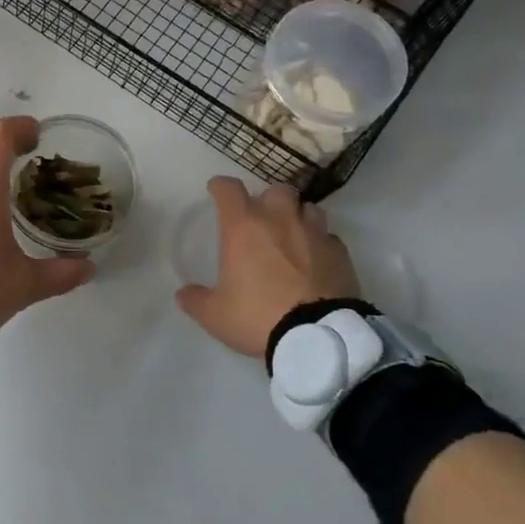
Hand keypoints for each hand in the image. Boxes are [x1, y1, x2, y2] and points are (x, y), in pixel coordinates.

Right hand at [175, 176, 360, 358]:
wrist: (318, 336)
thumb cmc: (258, 316)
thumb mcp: (216, 315)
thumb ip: (196, 300)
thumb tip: (182, 294)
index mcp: (243, 227)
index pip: (229, 189)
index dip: (221, 187)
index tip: (216, 191)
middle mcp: (279, 220)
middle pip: (275, 190)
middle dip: (267, 199)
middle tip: (261, 218)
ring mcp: (314, 233)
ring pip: (308, 208)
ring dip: (298, 216)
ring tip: (292, 235)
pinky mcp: (341, 253)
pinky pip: (329, 237)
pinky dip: (320, 243)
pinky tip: (317, 260)